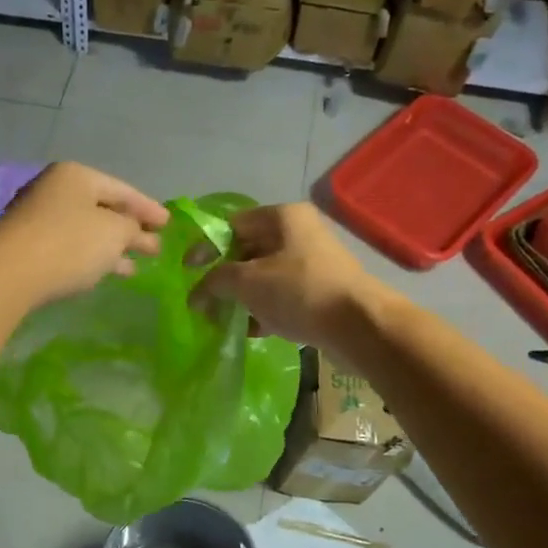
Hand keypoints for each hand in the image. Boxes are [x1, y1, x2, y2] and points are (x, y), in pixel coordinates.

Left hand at [0, 161, 170, 306]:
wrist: (8, 273)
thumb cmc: (69, 243)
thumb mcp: (114, 233)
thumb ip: (133, 228)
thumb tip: (136, 230)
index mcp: (77, 176)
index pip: (122, 189)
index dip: (148, 207)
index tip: (169, 224)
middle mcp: (55, 190)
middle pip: (103, 209)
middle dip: (130, 229)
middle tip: (155, 246)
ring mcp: (39, 218)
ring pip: (87, 230)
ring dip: (112, 247)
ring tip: (135, 266)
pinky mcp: (29, 246)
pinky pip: (70, 247)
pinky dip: (92, 257)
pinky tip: (105, 272)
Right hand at [194, 202, 383, 349]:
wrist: (359, 325)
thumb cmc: (299, 291)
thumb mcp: (247, 282)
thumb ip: (214, 282)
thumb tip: (196, 295)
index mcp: (282, 217)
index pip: (232, 225)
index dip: (206, 247)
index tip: (188, 272)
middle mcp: (299, 233)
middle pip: (247, 251)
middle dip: (223, 278)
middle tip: (204, 302)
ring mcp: (312, 263)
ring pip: (264, 276)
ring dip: (241, 298)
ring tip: (223, 321)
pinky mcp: (320, 291)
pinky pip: (282, 296)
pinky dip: (263, 310)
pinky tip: (251, 331)